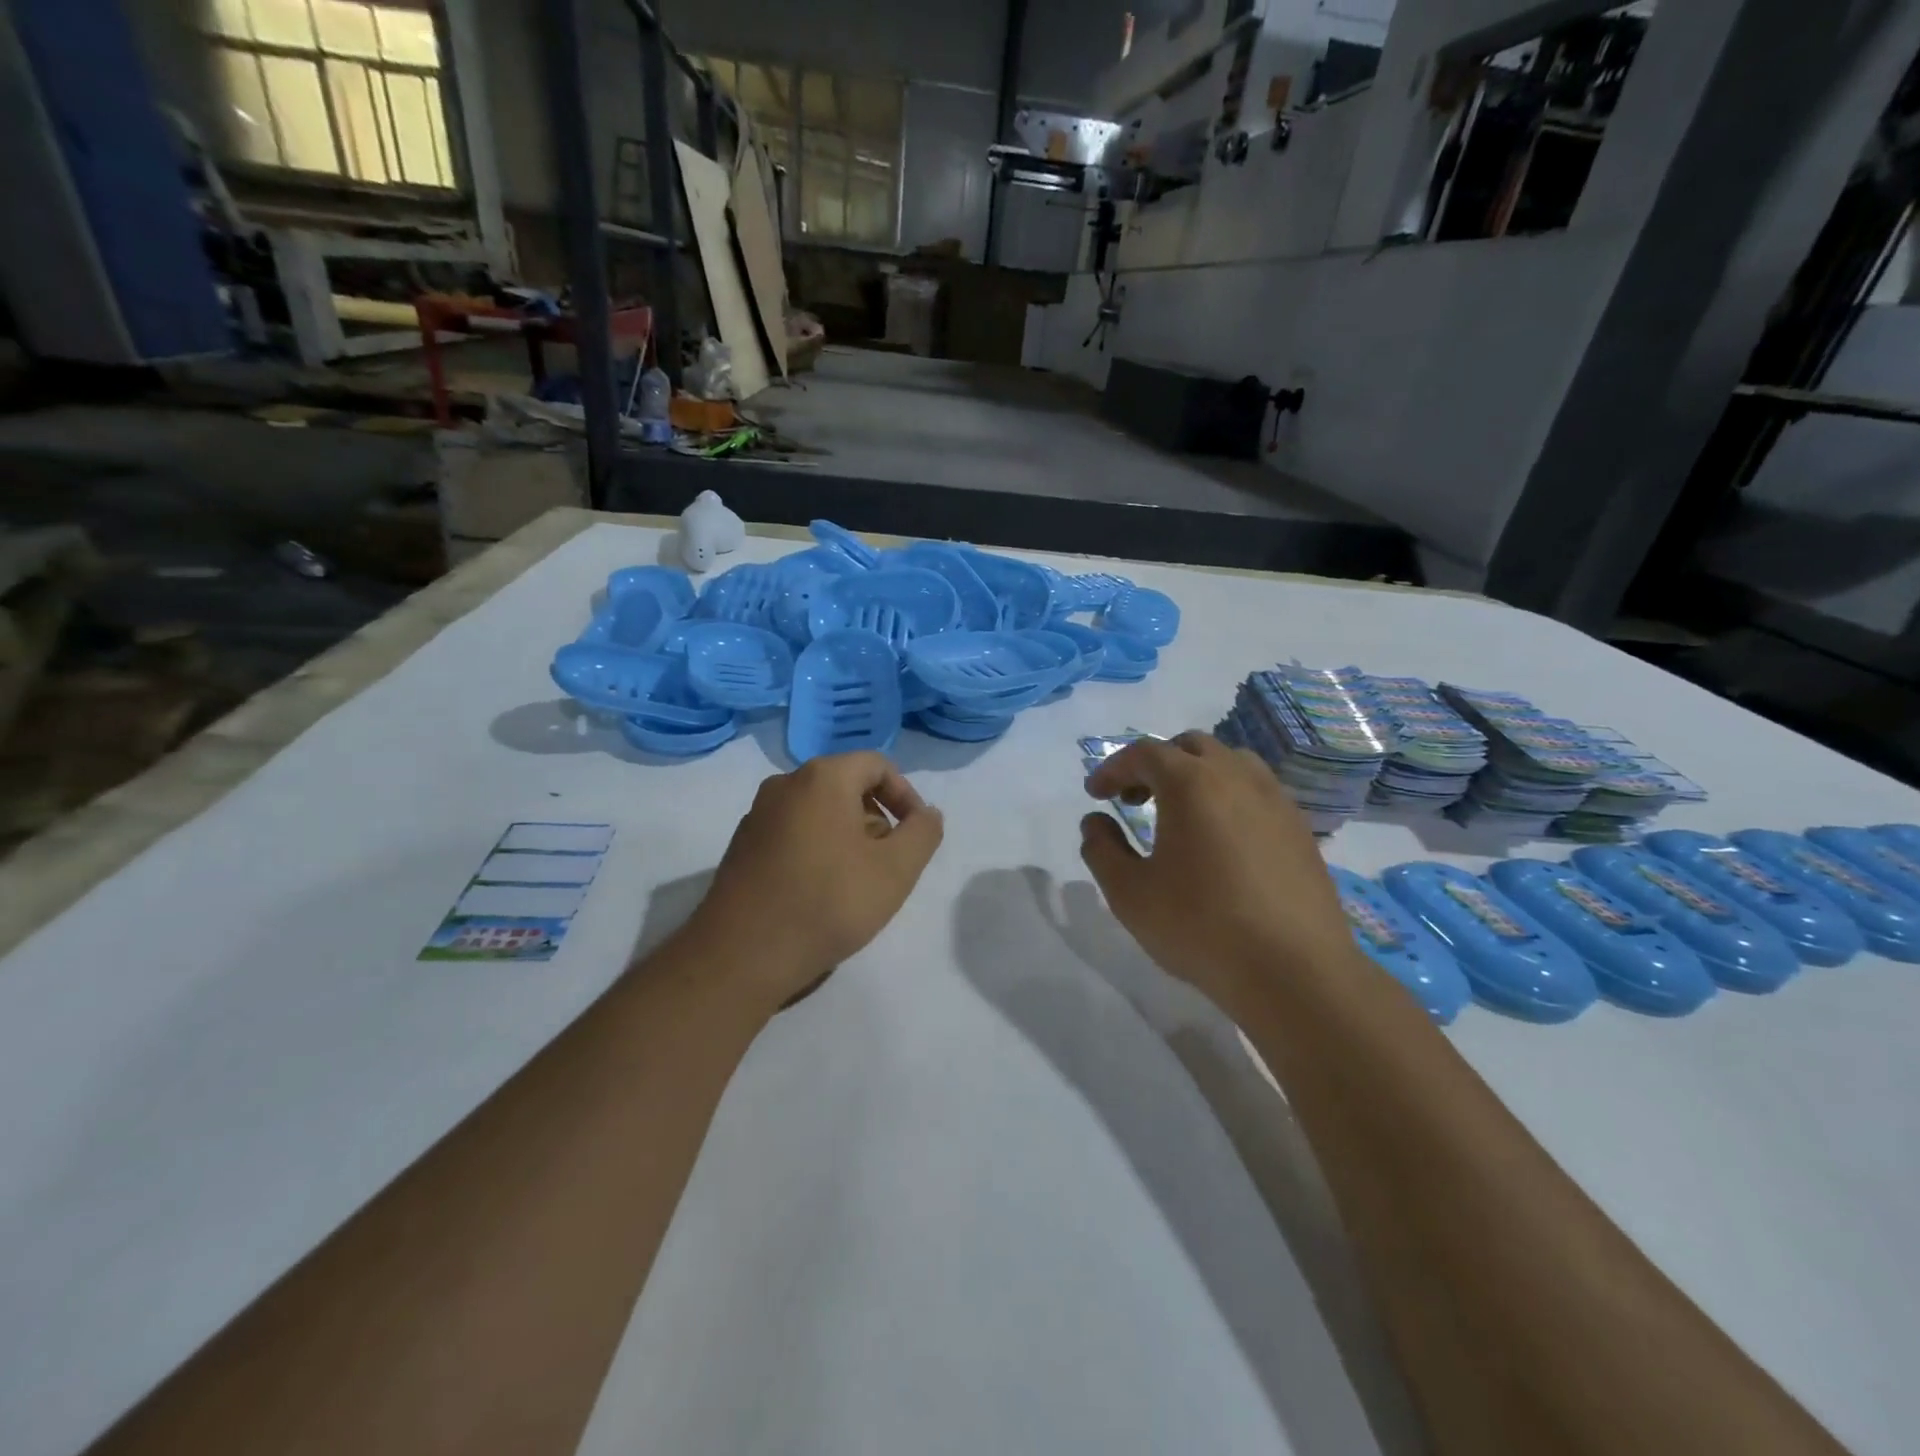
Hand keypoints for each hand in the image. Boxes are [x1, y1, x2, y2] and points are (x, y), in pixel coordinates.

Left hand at [685, 752, 943, 1007]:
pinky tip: (820, 892)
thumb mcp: (896, 870)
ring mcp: (757, 815)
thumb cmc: (828, 902)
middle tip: (889, 863)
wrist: (742, 954)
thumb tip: (927, 814)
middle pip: (846, 786)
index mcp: (822, 777)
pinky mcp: (742, 846)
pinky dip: (817, 849)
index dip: (906, 795)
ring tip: (857, 882)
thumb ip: (923, 833)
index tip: (916, 835)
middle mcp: (784, 784)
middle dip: (877, 819)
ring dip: (848, 837)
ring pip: (819, 811)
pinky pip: (793, 832)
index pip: (877, 765)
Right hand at [1081, 732, 1358, 1020]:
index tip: (1095, 794)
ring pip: (1230, 762)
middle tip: (1133, 800)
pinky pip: (1257, 791)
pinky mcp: (1300, 828)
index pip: (1143, 753)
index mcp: (1191, 783)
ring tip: (1180, 813)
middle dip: (1155, 765)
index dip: (1112, 769)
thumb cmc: (1200, 927)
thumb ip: (1102, 849)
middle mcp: (1236, 776)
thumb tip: (1096, 822)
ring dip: (1196, 774)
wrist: (1295, 972)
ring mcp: (1276, 800)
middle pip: (1189, 747)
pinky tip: (1221, 839)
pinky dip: (1229, 796)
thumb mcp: (1129, 893)